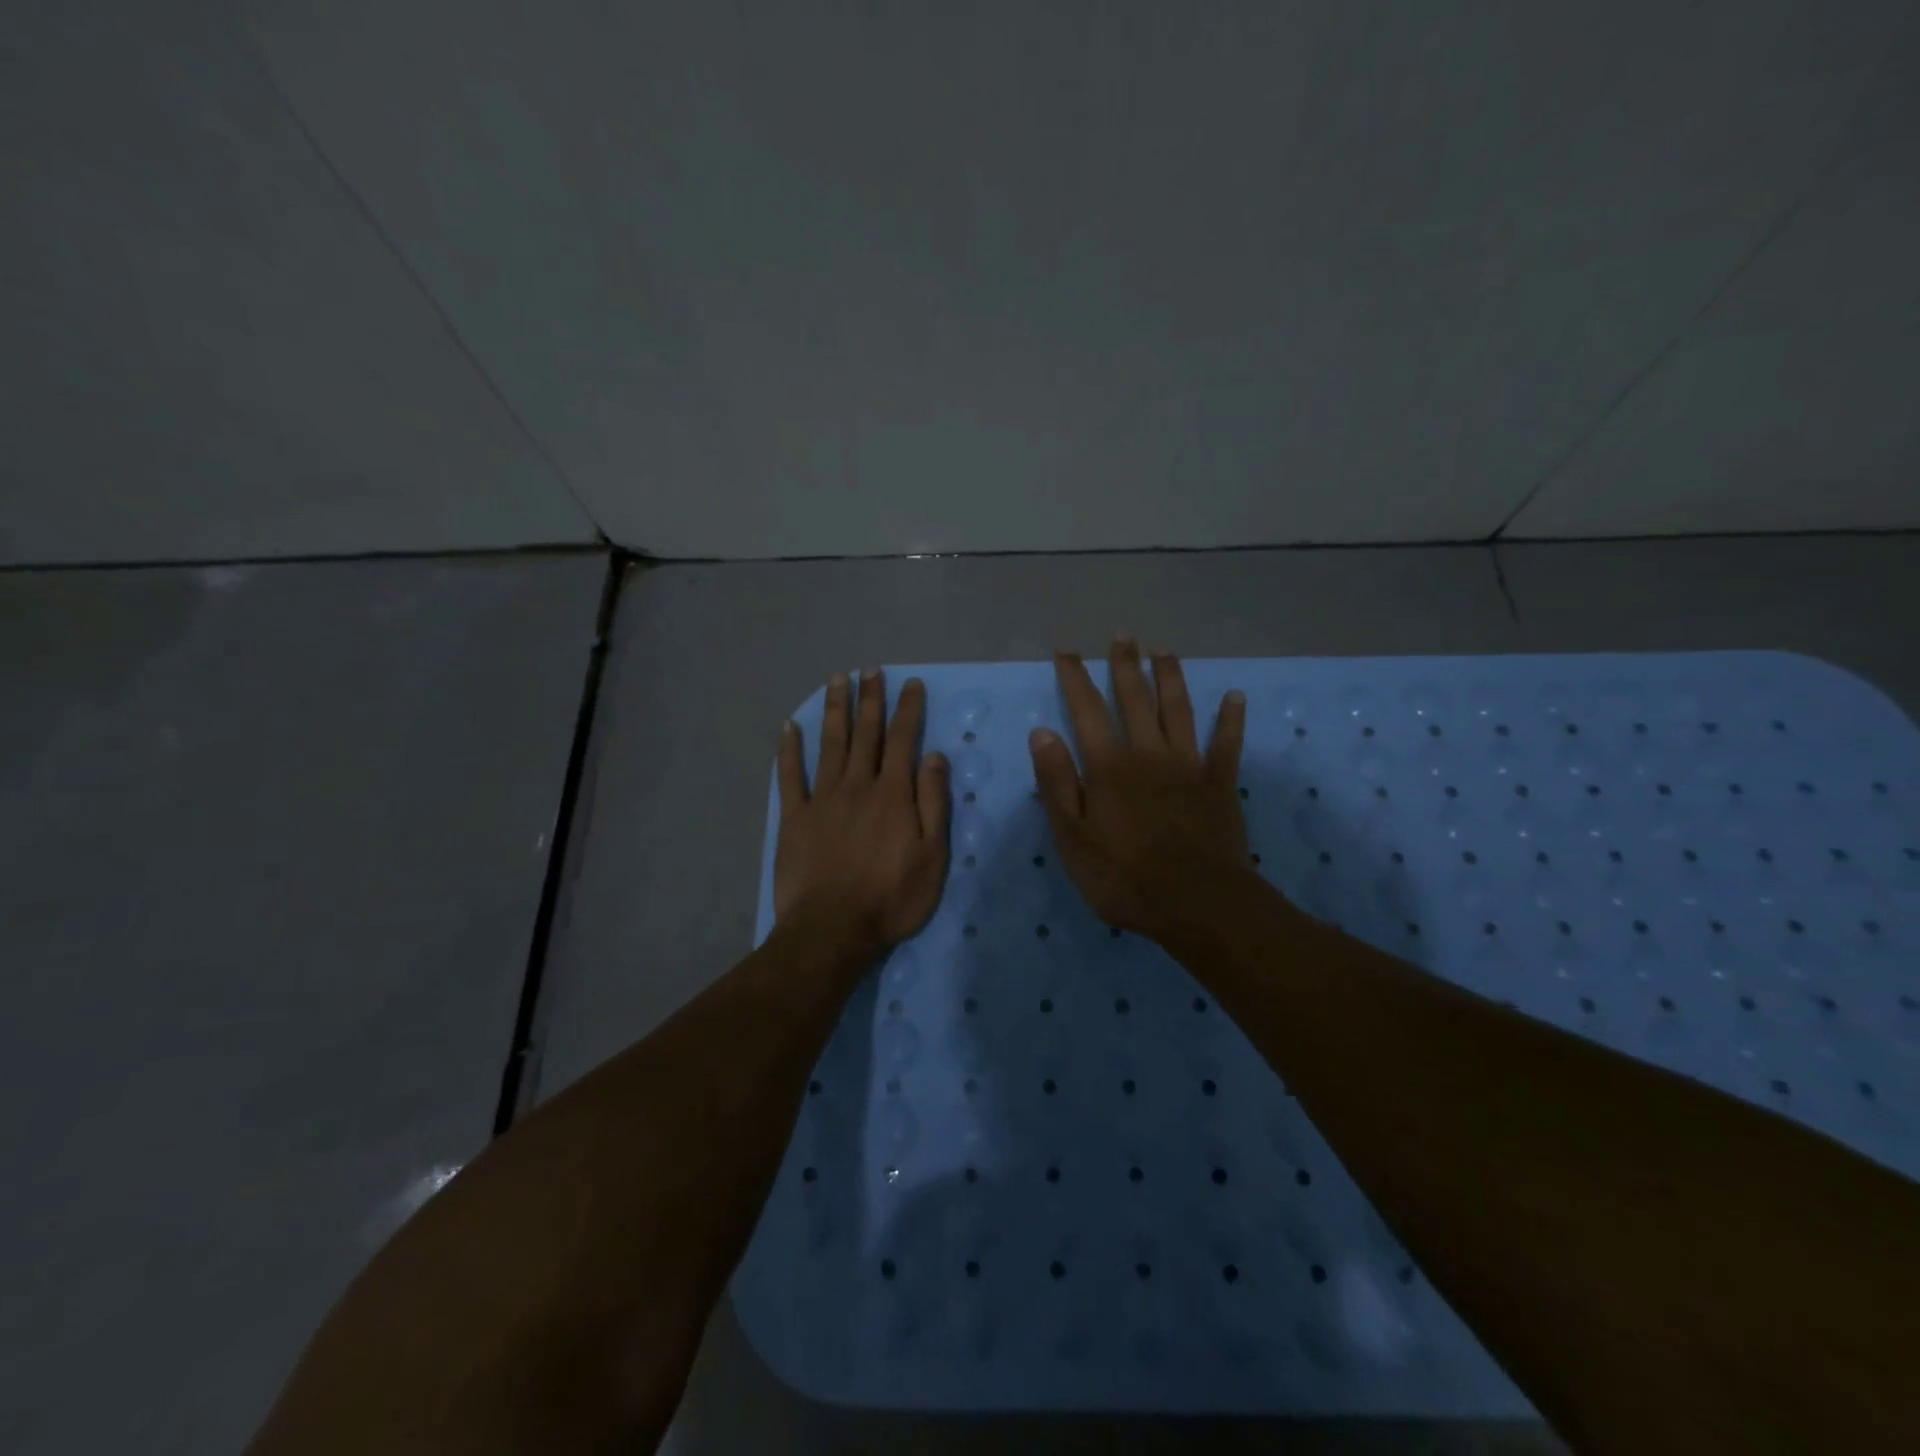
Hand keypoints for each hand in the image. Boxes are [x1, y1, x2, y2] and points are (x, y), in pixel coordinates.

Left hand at [775, 669, 950, 954]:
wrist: (832, 930)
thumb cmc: (891, 898)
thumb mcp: (932, 857)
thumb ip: (933, 803)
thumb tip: (934, 756)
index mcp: (893, 794)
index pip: (903, 740)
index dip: (908, 710)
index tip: (910, 683)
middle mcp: (857, 786)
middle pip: (865, 734)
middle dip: (869, 699)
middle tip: (869, 670)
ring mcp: (822, 799)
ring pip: (830, 744)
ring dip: (834, 710)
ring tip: (836, 680)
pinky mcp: (794, 817)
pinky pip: (790, 776)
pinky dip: (788, 750)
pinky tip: (789, 727)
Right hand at [1029, 638, 1249, 941]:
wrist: (1196, 902)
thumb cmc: (1123, 876)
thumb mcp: (1072, 837)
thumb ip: (1056, 783)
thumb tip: (1042, 733)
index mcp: (1108, 766)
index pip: (1086, 711)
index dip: (1075, 679)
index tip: (1067, 651)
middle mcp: (1148, 754)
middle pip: (1135, 699)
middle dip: (1125, 665)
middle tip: (1123, 634)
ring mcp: (1188, 766)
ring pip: (1178, 710)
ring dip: (1170, 678)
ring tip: (1164, 650)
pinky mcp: (1220, 784)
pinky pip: (1227, 745)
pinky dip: (1231, 720)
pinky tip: (1235, 697)